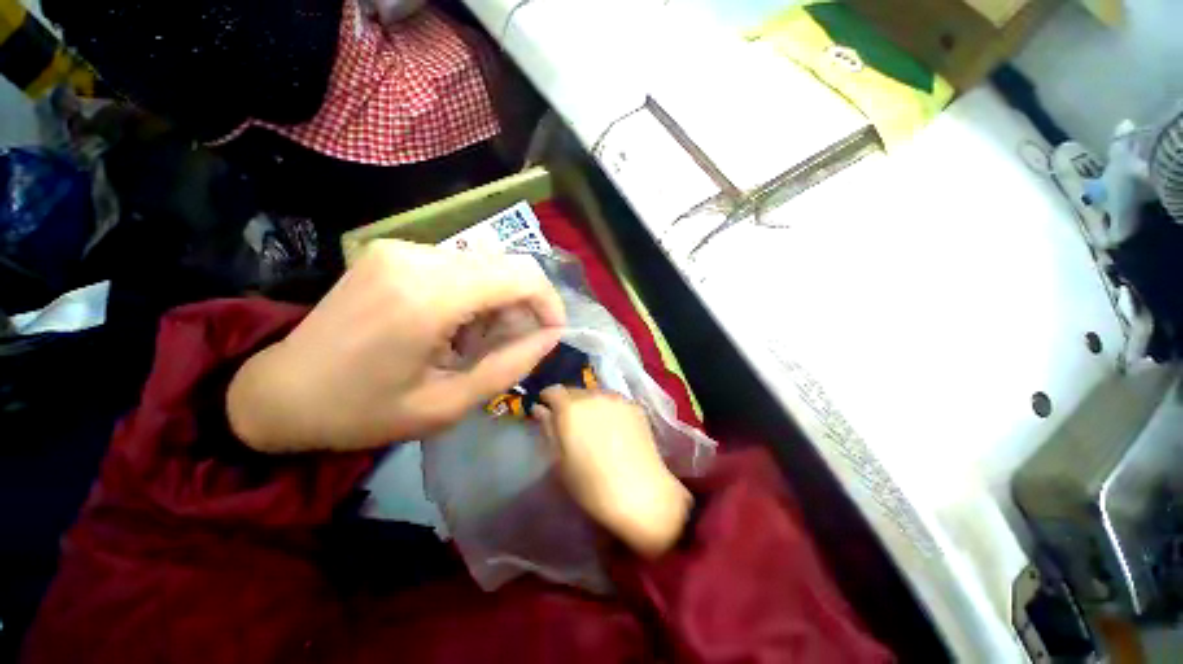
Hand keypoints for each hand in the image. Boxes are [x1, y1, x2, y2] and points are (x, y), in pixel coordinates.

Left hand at [227, 240, 564, 452]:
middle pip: (506, 266)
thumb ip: (510, 366)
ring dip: (496, 302)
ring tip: (473, 341)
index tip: (552, 332)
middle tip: (509, 345)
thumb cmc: (365, 411)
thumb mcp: (448, 404)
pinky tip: (450, 324)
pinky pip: (458, 266)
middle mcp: (417, 258)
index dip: (549, 302)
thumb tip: (551, 337)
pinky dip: (471, 294)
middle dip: (522, 306)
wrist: (281, 391)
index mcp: (429, 297)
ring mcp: (402, 248)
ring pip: (485, 266)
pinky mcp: (393, 251)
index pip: (521, 275)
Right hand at [535, 387, 691, 557]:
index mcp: (570, 408)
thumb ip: (548, 428)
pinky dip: (607, 408)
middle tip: (570, 423)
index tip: (546, 410)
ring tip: (593, 425)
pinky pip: (613, 401)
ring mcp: (617, 398)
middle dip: (567, 402)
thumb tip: (540, 409)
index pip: (553, 390)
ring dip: (588, 404)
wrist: (641, 493)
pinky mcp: (635, 406)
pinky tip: (612, 428)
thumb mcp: (559, 461)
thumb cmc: (591, 485)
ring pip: (595, 394)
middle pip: (574, 390)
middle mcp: (593, 395)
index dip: (547, 399)